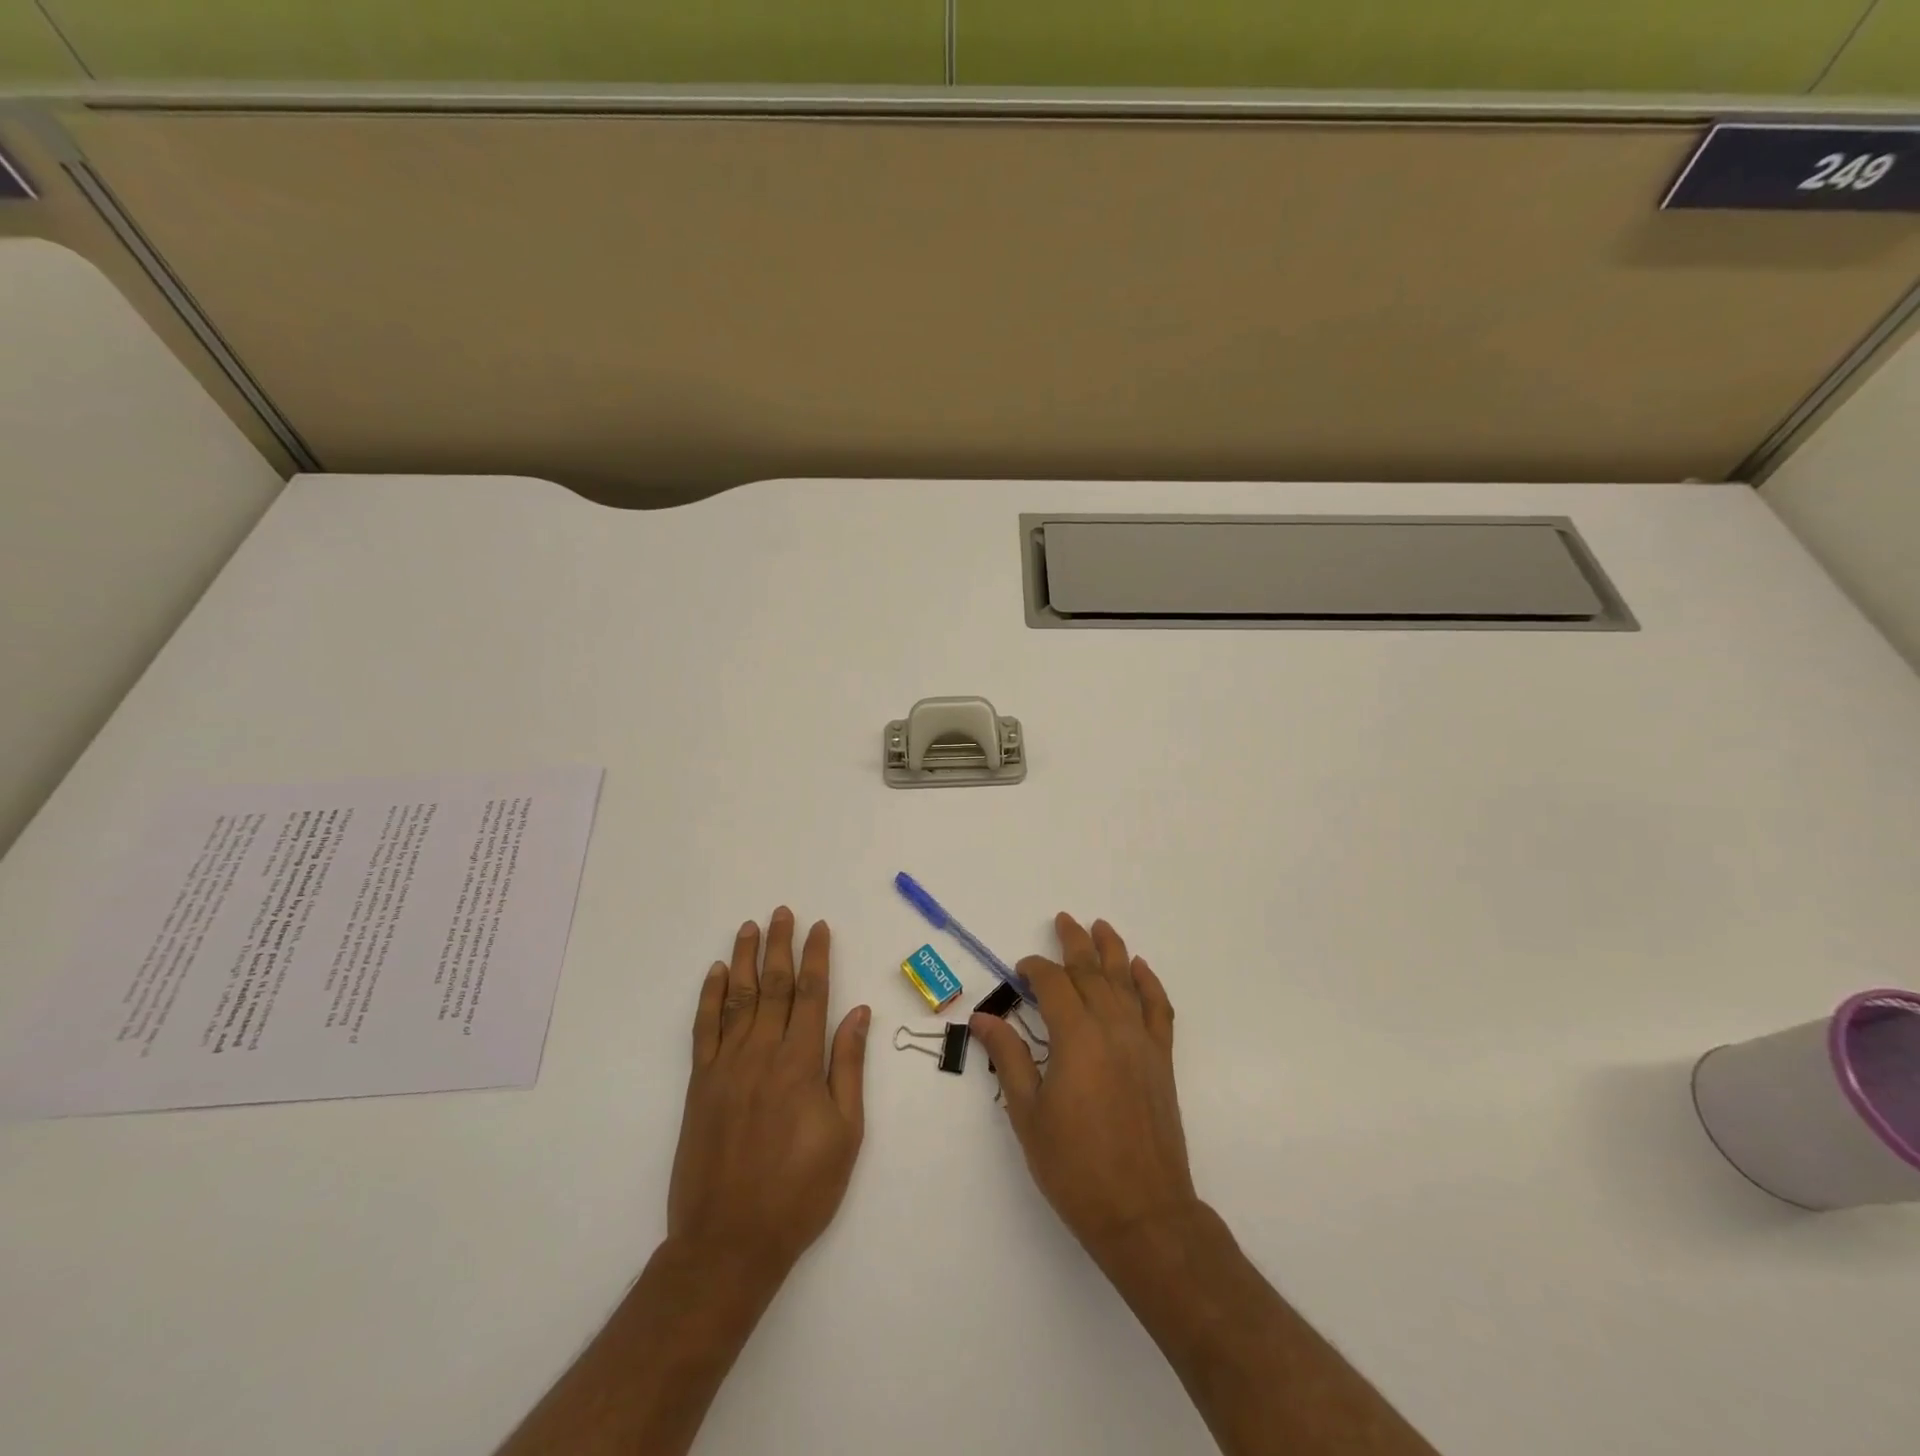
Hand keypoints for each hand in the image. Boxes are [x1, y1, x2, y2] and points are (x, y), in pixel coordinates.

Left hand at [666, 908, 870, 1280]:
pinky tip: (715, 973)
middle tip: (782, 912)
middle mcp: (762, 1053)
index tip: (819, 927)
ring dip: (744, 958)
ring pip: (737, 998)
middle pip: (772, 985)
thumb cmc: (800, 1190)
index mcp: (800, 1063)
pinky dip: (709, 997)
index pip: (811, 994)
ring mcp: (726, 1066)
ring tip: (750, 927)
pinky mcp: (699, 1085)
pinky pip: (704, 1029)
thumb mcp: (845, 1133)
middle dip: (779, 945)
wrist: (729, 1241)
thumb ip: (848, 1067)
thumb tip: (859, 1013)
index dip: (816, 957)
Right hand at [970, 913, 1196, 1263]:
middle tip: (1063, 920)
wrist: (1143, 1212)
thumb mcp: (1028, 1113)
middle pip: (1092, 972)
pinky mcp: (1161, 1060)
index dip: (1036, 969)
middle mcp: (1112, 1028)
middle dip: (1074, 943)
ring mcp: (1142, 1042)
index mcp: (1076, 1038)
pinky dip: (1150, 984)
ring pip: (1126, 982)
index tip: (1020, 969)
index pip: (1054, 984)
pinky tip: (1140, 969)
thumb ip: (1008, 1058)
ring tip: (1101, 926)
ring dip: (1113, 950)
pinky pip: (1158, 1009)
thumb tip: (983, 1018)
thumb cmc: (1075, 1167)